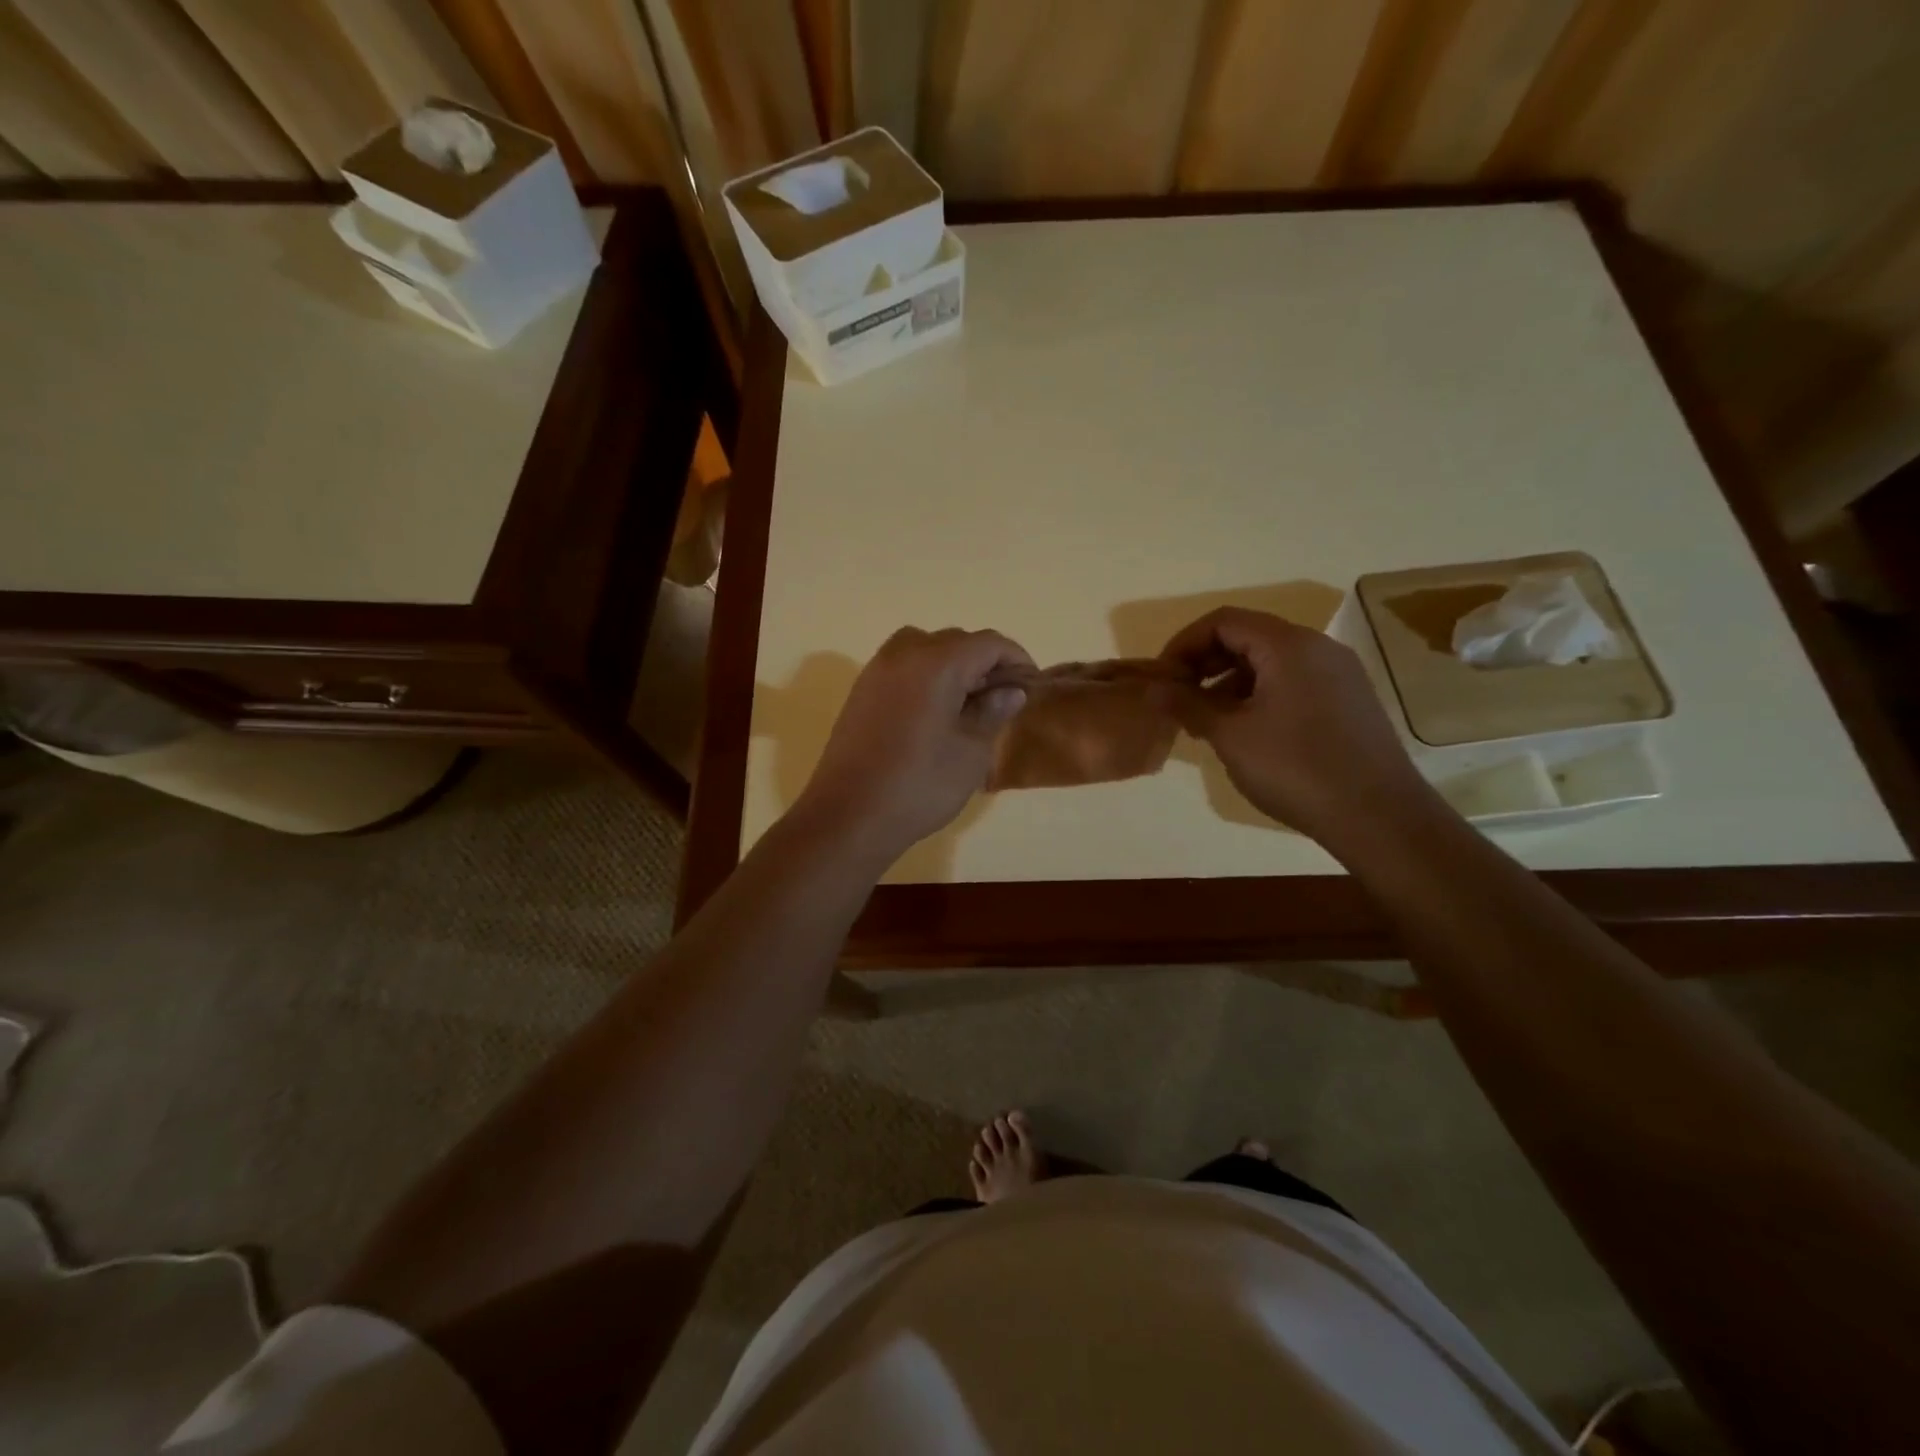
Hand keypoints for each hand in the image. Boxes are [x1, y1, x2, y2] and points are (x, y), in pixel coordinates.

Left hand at [795, 627, 1032, 865]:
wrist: (849, 815)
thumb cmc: (920, 785)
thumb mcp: (970, 752)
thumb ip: (992, 713)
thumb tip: (1010, 691)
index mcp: (937, 663)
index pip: (988, 643)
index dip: (1016, 659)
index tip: (1031, 684)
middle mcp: (904, 654)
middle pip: (955, 641)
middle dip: (984, 662)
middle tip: (1002, 697)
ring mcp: (876, 670)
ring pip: (924, 648)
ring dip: (952, 665)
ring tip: (967, 702)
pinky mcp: (861, 691)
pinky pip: (902, 666)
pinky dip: (925, 675)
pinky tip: (934, 712)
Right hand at [1160, 607, 1435, 848]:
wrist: (1379, 817)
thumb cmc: (1295, 768)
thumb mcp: (1230, 735)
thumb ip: (1187, 704)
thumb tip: (1154, 688)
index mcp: (1288, 645)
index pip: (1223, 621)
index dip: (1183, 644)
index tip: (1161, 678)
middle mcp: (1317, 648)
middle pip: (1247, 637)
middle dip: (1205, 663)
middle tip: (1178, 699)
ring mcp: (1338, 675)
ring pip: (1269, 662)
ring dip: (1229, 682)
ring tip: (1206, 721)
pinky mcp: (1347, 701)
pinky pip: (1291, 682)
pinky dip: (1258, 696)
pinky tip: (1245, 733)